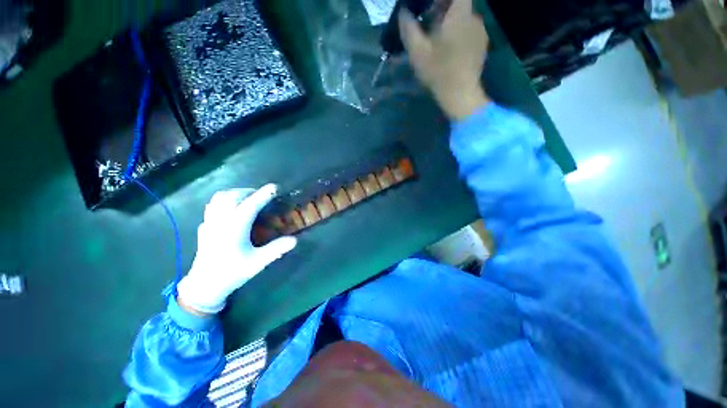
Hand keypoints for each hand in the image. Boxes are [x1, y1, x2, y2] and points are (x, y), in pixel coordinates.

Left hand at [177, 184, 296, 314]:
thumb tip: (295, 240)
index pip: (251, 205)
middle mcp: (221, 221)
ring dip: (234, 193)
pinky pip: (212, 206)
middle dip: (248, 191)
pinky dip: (223, 201)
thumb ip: (276, 249)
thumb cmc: (232, 273)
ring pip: (218, 198)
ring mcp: (210, 223)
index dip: (263, 194)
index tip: (274, 187)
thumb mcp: (257, 263)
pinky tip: (230, 210)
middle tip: (262, 195)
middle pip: (232, 196)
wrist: (204, 286)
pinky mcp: (204, 228)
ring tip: (246, 198)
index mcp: (234, 227)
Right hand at [399, 0, 489, 119]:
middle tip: (428, 24)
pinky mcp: (482, 46)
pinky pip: (469, 31)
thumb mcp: (418, 52)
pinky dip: (458, 34)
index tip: (430, 5)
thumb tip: (403, 13)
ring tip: (437, 41)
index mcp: (460, 14)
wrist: (461, 95)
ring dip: (450, 24)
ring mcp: (481, 32)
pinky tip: (449, 51)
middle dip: (443, 9)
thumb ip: (409, 29)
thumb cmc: (439, 72)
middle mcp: (474, 18)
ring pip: (464, 18)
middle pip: (459, 4)